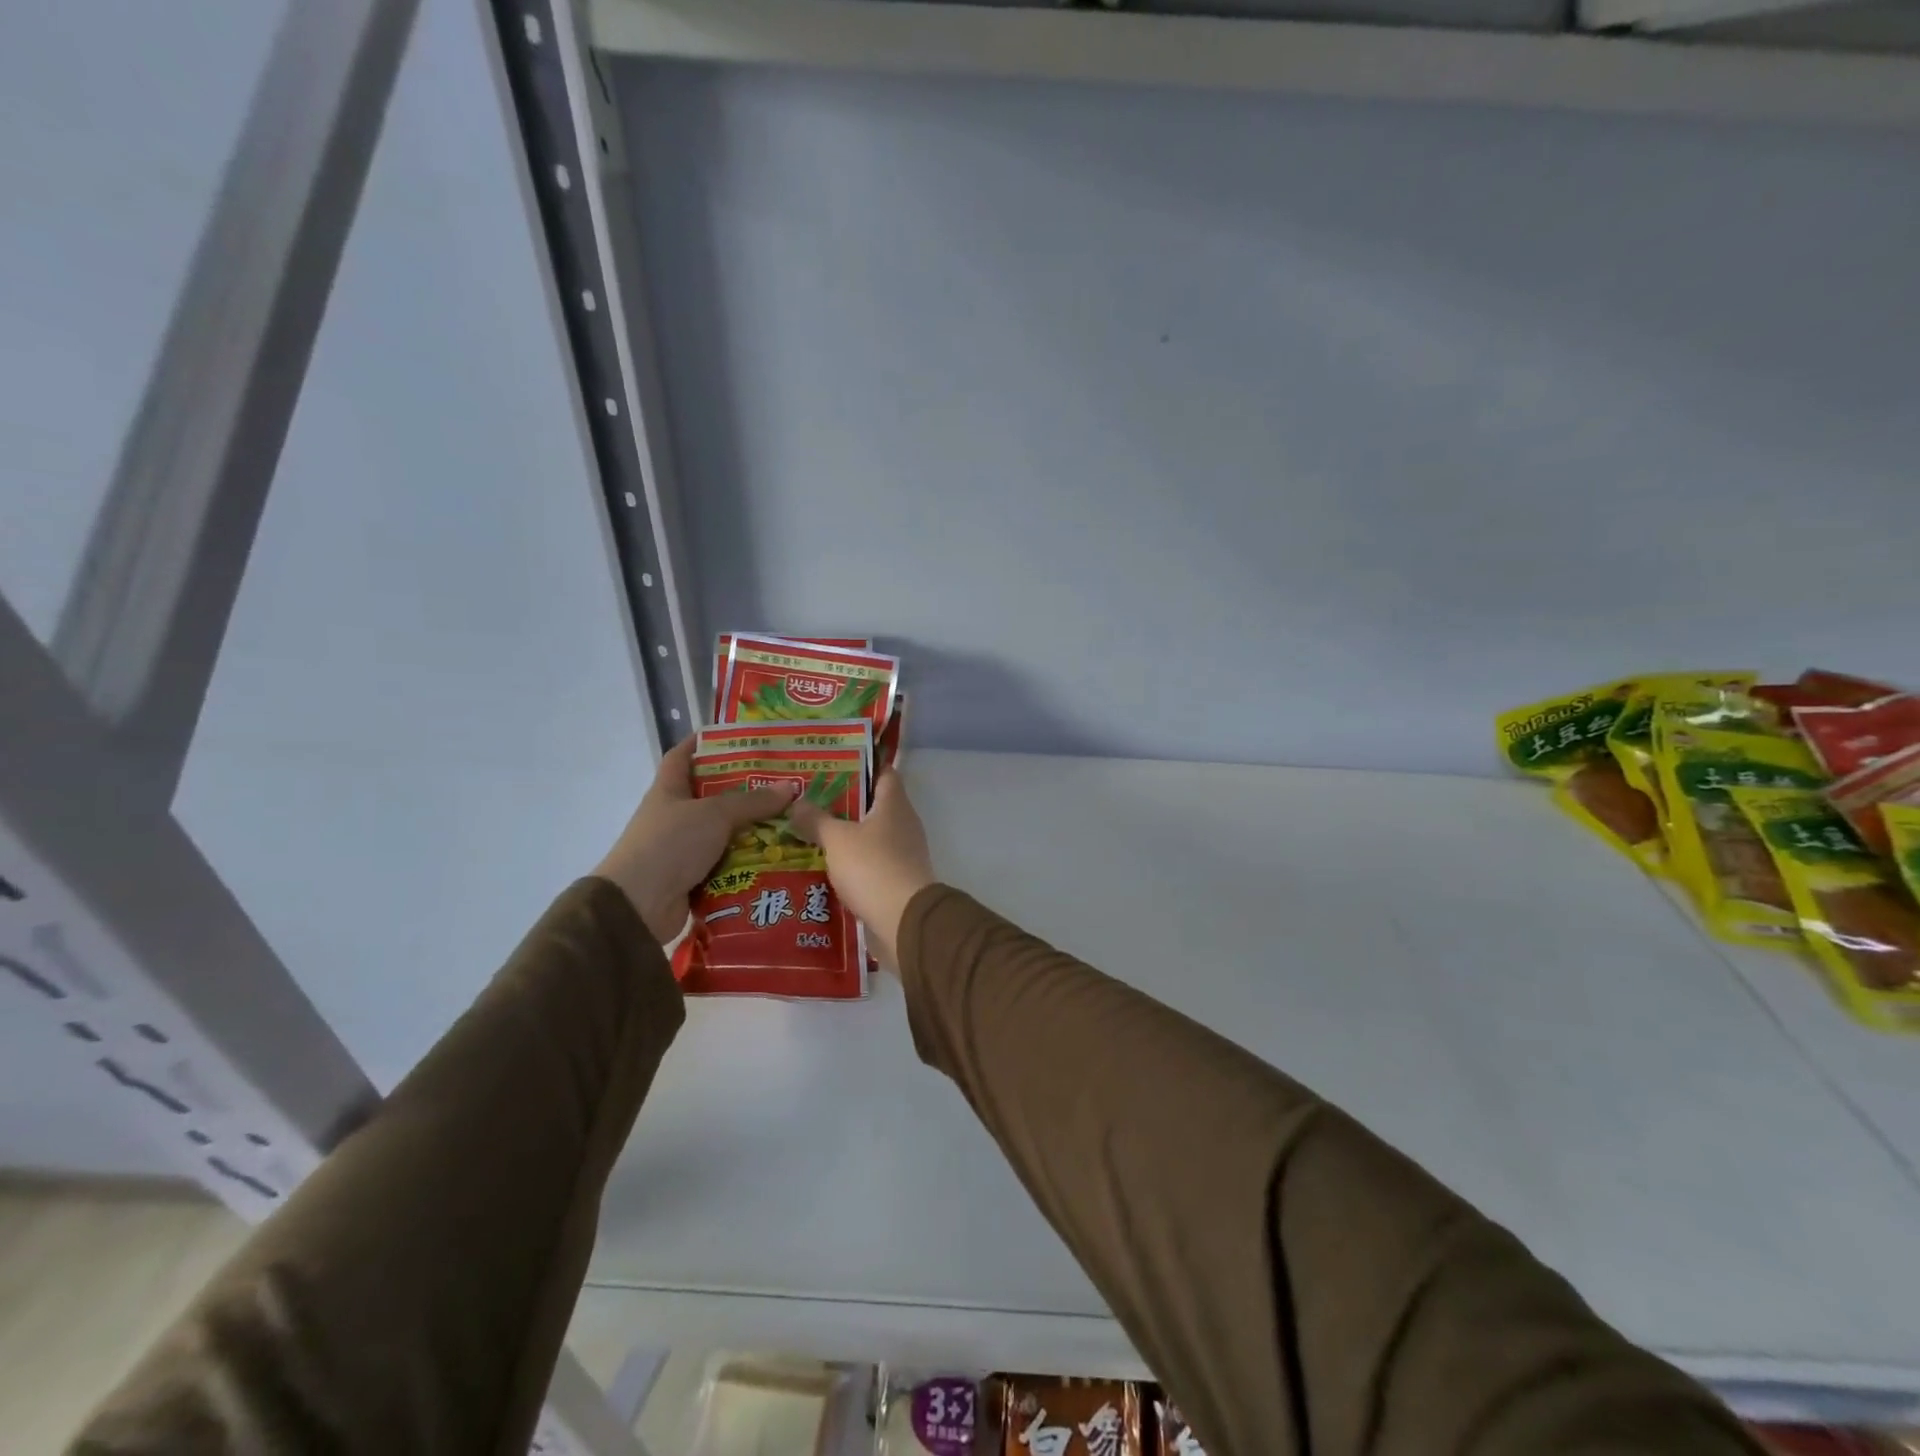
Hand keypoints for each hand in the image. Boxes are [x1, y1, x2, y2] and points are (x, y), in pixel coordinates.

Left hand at [594, 738, 798, 944]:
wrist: (638, 907)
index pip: (682, 756)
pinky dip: (749, 862)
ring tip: (791, 822)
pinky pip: (727, 864)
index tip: (734, 736)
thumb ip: (752, 801)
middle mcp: (674, 816)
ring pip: (724, 832)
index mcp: (669, 791)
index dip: (703, 743)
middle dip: (744, 790)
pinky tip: (778, 857)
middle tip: (782, 783)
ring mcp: (682, 849)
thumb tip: (790, 787)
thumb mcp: (714, 814)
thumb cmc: (670, 844)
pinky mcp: (693, 879)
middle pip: (712, 795)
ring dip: (753, 830)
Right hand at [789, 770, 935, 968]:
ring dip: (845, 835)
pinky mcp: (897, 880)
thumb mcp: (837, 839)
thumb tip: (797, 802)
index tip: (833, 764)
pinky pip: (870, 863)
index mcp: (894, 805)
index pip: (884, 772)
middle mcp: (903, 824)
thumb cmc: (873, 867)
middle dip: (844, 802)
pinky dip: (851, 862)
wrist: (904, 922)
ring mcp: (903, 853)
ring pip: (870, 836)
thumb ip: (816, 819)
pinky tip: (825, 866)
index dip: (861, 765)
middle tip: (810, 799)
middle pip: (874, 805)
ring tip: (809, 832)